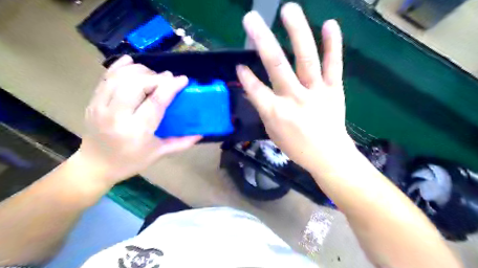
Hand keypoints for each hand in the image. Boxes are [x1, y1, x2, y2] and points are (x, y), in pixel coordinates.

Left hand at [77, 55, 199, 185]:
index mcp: (137, 131)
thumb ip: (182, 142)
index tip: (183, 79)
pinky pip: (106, 77)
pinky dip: (119, 66)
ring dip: (140, 71)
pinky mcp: (92, 101)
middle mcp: (117, 116)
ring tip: (153, 75)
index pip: (155, 102)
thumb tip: (201, 132)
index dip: (171, 87)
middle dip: (156, 77)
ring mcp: (100, 106)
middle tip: (168, 79)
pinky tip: (131, 62)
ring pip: (120, 77)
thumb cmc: (131, 161)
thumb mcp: (159, 154)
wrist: (95, 165)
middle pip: (136, 85)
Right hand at [236, 2, 354, 171]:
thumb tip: (253, 90)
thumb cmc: (297, 147)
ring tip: (288, 10)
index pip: (255, 89)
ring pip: (305, 58)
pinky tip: (330, 24)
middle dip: (261, 40)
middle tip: (251, 19)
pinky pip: (334, 64)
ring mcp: (316, 91)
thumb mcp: (272, 133)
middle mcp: (294, 98)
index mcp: (276, 113)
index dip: (246, 76)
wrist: (329, 156)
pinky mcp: (334, 89)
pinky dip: (333, 44)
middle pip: (276, 65)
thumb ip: (263, 110)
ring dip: (296, 32)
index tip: (239, 64)